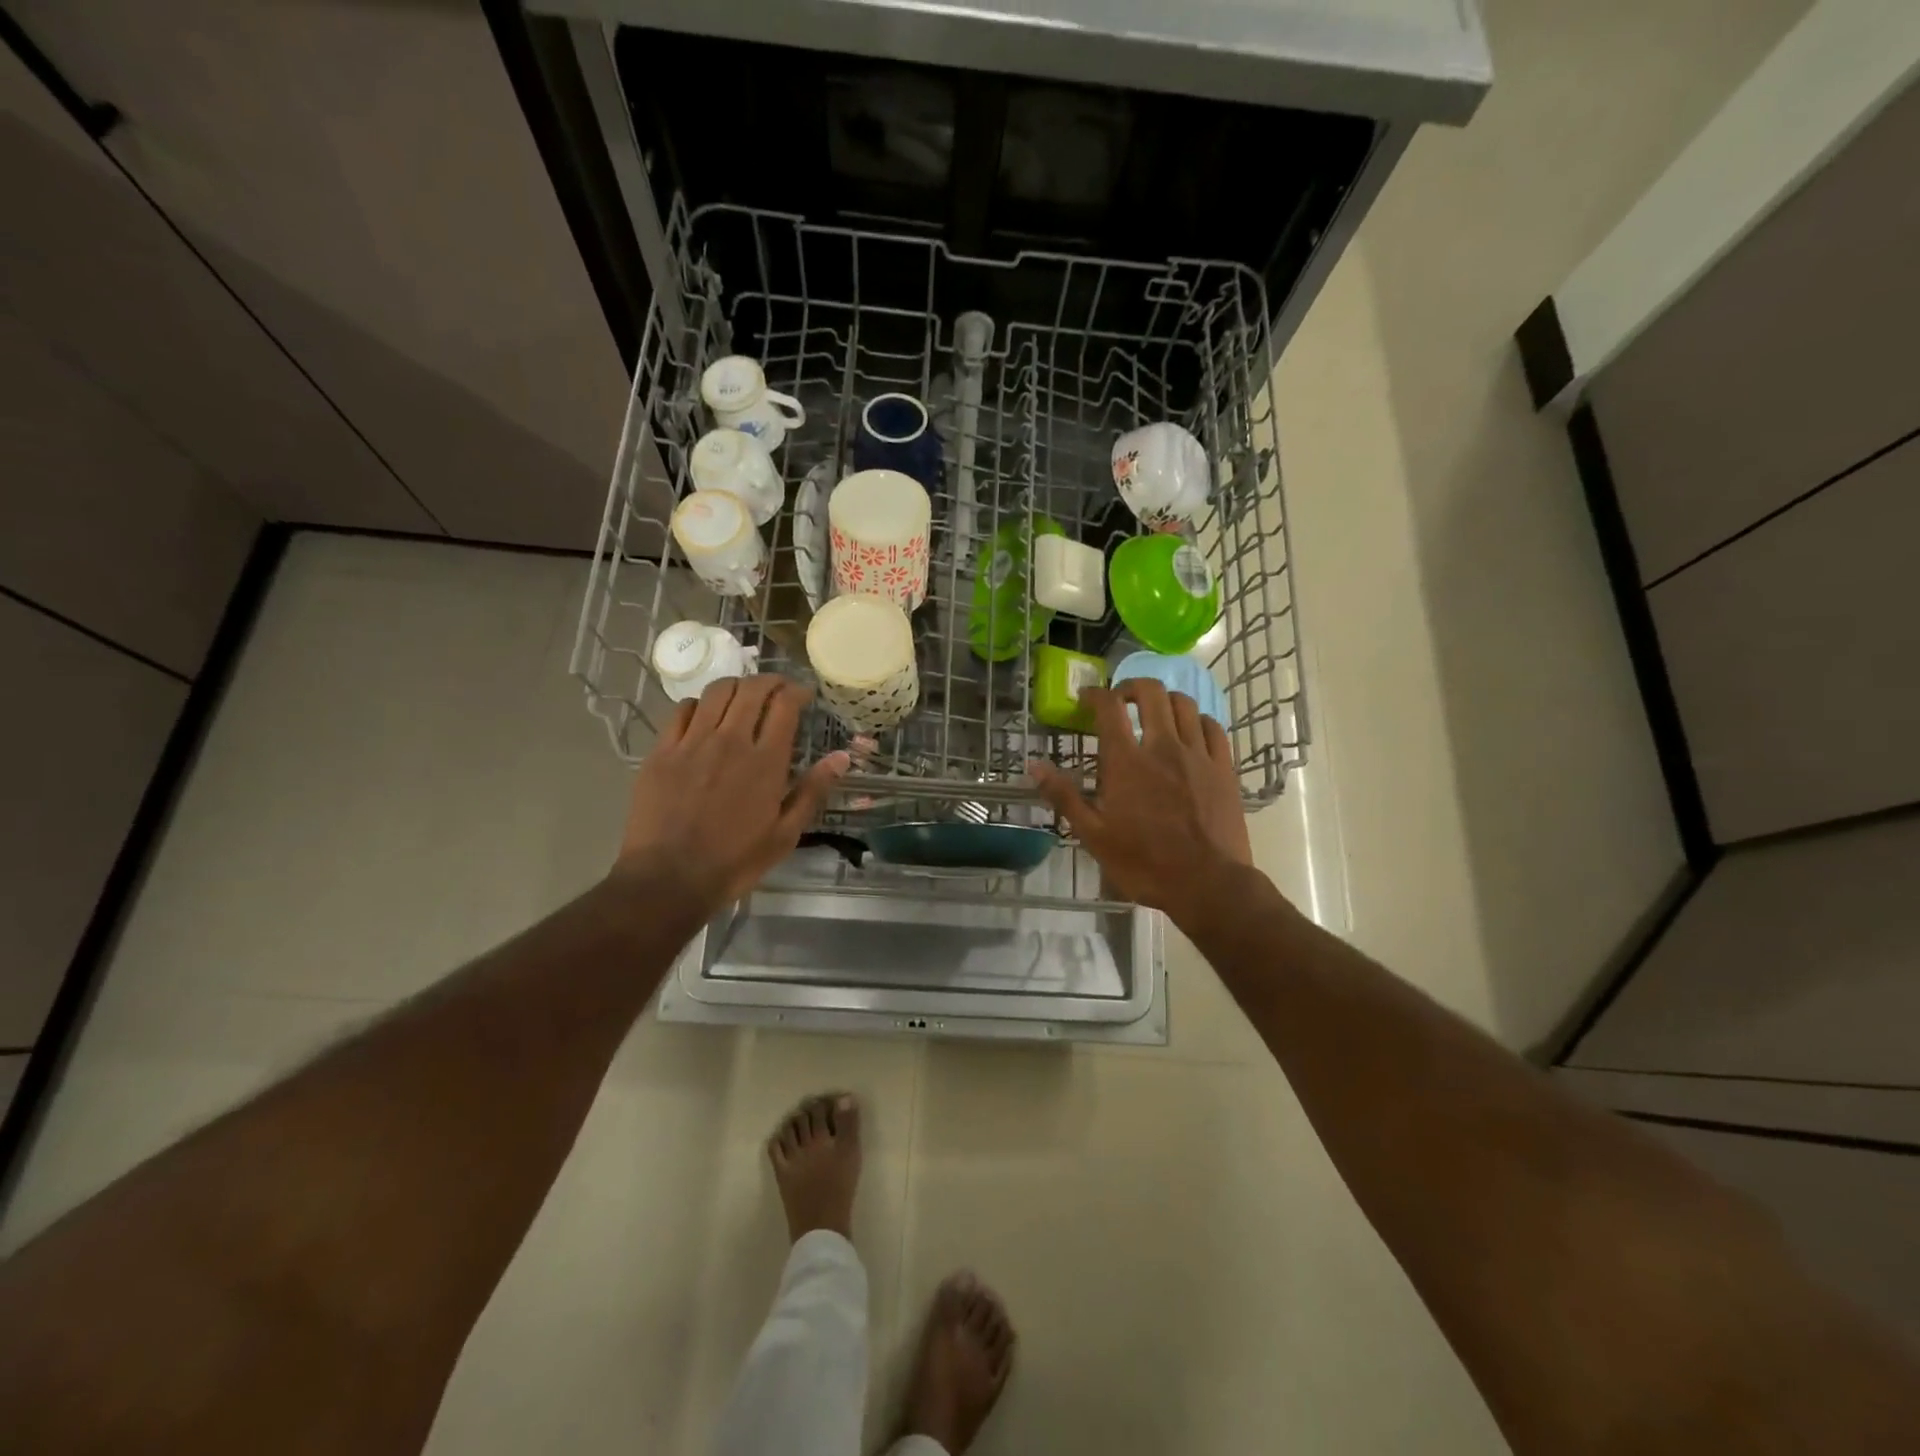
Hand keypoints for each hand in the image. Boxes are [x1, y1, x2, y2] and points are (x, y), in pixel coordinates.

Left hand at [616, 677, 848, 907]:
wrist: (668, 879)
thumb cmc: (735, 861)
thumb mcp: (785, 834)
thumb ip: (813, 791)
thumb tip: (842, 757)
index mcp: (766, 761)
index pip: (784, 706)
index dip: (797, 692)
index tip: (803, 694)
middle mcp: (730, 741)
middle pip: (751, 689)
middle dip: (770, 681)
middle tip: (778, 689)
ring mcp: (692, 743)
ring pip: (716, 692)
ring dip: (736, 686)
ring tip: (743, 697)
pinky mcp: (662, 751)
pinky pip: (681, 710)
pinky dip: (699, 704)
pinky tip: (705, 716)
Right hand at [1029, 680, 1253, 924]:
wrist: (1208, 884)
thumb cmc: (1144, 863)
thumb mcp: (1094, 836)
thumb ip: (1064, 796)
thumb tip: (1034, 766)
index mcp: (1127, 762)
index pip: (1108, 708)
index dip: (1095, 695)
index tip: (1086, 699)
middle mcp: (1163, 747)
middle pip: (1150, 693)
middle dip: (1131, 687)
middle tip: (1120, 701)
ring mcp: (1198, 754)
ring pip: (1184, 704)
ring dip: (1164, 700)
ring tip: (1154, 713)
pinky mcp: (1224, 767)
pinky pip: (1212, 727)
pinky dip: (1196, 720)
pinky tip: (1190, 731)